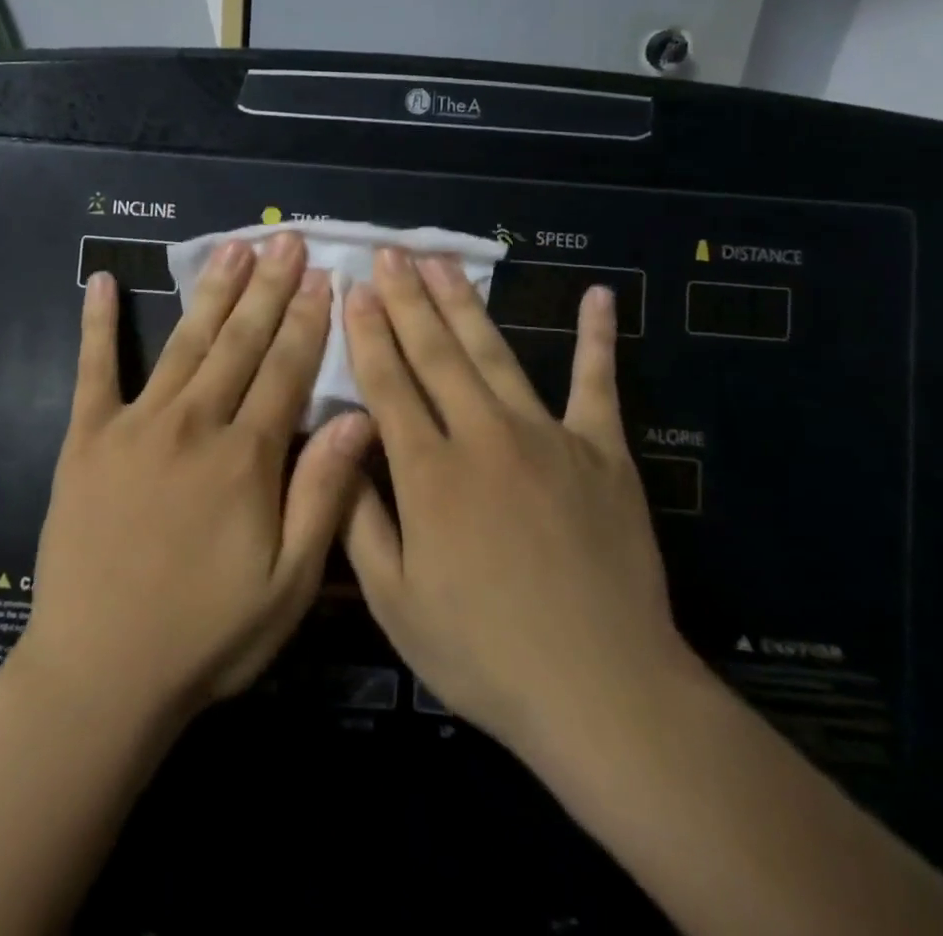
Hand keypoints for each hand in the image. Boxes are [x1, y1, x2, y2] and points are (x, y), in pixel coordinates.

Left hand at [15, 232, 372, 723]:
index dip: (308, 319)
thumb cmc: (206, 636)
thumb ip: (324, 495)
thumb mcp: (289, 585)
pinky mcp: (86, 439)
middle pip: (240, 341)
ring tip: (232, 247)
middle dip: (268, 287)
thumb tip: (359, 417)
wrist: (100, 674)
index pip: (287, 369)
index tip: (324, 275)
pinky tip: (99, 280)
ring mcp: (135, 425)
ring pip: (185, 342)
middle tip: (284, 240)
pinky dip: (97, 324)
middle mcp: (193, 423)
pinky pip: (93, 369)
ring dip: (212, 291)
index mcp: (245, 457)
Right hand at [341, 248, 699, 764]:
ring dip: (464, 304)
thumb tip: (339, 446)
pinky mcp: (602, 451)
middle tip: (390, 253)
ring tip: (442, 261)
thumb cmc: (485, 653)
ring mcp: (548, 436)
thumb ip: (360, 518)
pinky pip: (598, 384)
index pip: (387, 384)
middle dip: (407, 299)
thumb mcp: (395, 601)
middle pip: (435, 353)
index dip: (367, 332)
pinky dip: (597, 338)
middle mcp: (483, 436)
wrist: (603, 689)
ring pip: (495, 353)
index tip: (354, 289)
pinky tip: (600, 295)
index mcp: (429, 472)